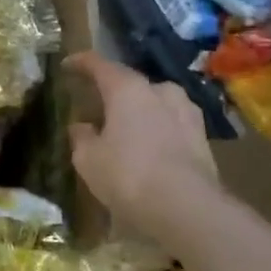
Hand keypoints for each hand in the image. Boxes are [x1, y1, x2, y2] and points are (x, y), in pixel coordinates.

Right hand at [65, 51, 218, 242]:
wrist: (187, 208)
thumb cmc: (128, 175)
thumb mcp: (88, 159)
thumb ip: (82, 137)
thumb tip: (82, 126)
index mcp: (128, 89)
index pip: (100, 65)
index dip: (81, 62)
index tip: (67, 65)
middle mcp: (160, 91)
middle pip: (131, 84)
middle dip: (113, 92)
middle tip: (97, 106)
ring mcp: (187, 112)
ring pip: (156, 103)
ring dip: (139, 111)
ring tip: (125, 129)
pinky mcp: (203, 137)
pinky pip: (172, 124)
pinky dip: (157, 130)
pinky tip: (149, 147)